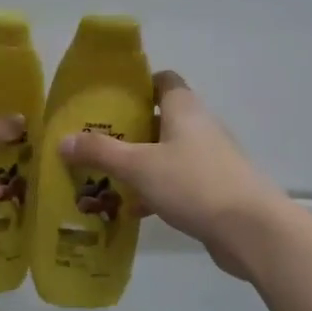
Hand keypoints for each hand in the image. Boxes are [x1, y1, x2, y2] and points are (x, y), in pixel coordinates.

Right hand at [59, 72, 286, 279]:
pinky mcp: (214, 189)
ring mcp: (210, 159)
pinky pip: (177, 182)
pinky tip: (132, 210)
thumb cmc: (193, 183)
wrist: (250, 230)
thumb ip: (100, 152)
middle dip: (129, 128)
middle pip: (161, 118)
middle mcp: (200, 127)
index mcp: (184, 109)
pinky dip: (154, 191)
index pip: (163, 80)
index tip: (108, 97)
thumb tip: (62, 140)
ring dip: (140, 163)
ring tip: (105, 176)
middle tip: (94, 140)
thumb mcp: (138, 166)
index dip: (137, 83)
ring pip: (167, 153)